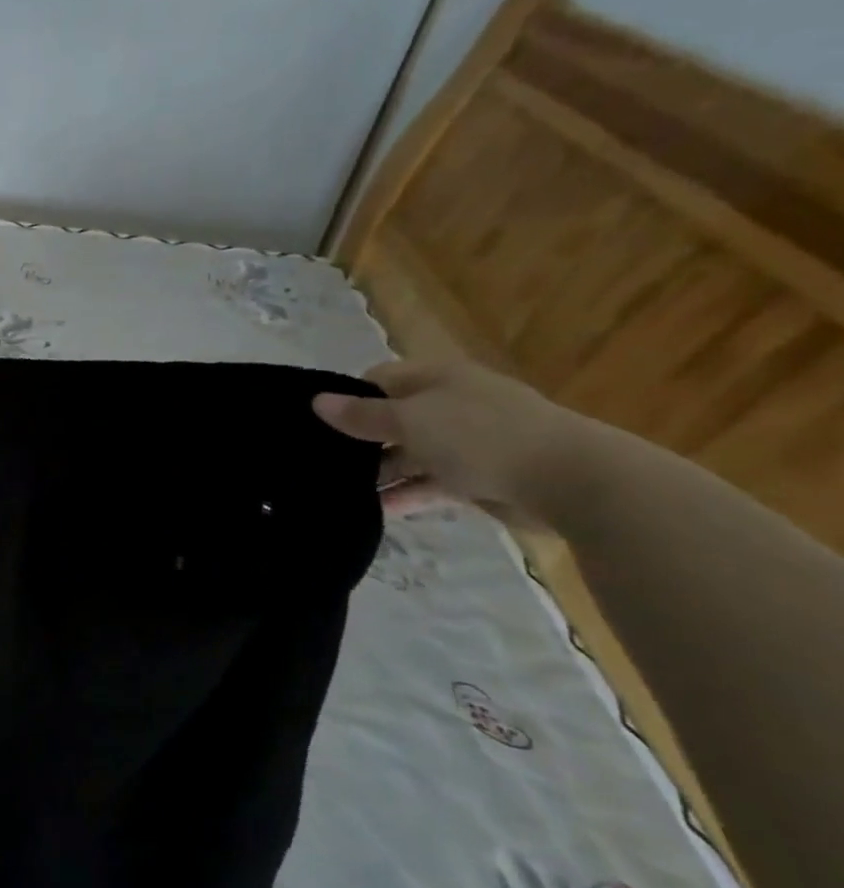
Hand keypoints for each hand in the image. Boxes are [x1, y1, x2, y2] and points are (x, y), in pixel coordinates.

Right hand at [312, 360, 590, 517]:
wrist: (571, 480)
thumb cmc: (481, 436)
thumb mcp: (410, 420)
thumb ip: (362, 415)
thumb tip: (316, 402)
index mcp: (437, 378)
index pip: (379, 380)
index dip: (348, 398)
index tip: (317, 425)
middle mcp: (451, 404)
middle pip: (394, 419)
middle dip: (361, 441)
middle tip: (322, 463)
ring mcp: (470, 442)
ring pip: (411, 454)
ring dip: (382, 473)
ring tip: (341, 491)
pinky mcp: (482, 478)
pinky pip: (433, 483)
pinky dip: (408, 495)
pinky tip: (379, 510)